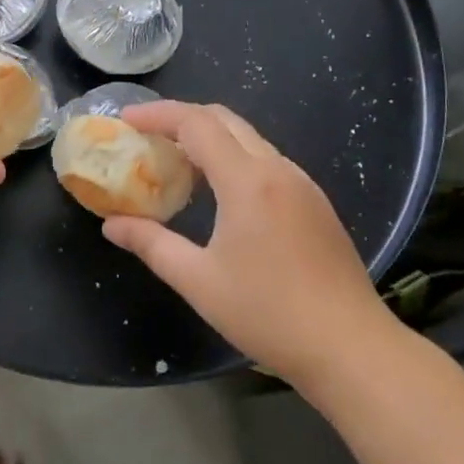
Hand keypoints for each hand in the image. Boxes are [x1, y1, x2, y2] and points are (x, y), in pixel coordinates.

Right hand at [103, 102, 404, 383]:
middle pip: (224, 119)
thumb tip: (111, 225)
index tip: (126, 119)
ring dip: (208, 138)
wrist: (352, 349)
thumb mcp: (198, 281)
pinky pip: (266, 161)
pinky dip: (233, 158)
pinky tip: (218, 192)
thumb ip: (151, 244)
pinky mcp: (315, 203)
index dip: (158, 114)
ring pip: (248, 139)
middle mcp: (277, 169)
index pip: (196, 123)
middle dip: (180, 117)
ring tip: (175, 162)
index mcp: (248, 181)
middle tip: (146, 135)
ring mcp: (302, 184)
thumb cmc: (269, 315)